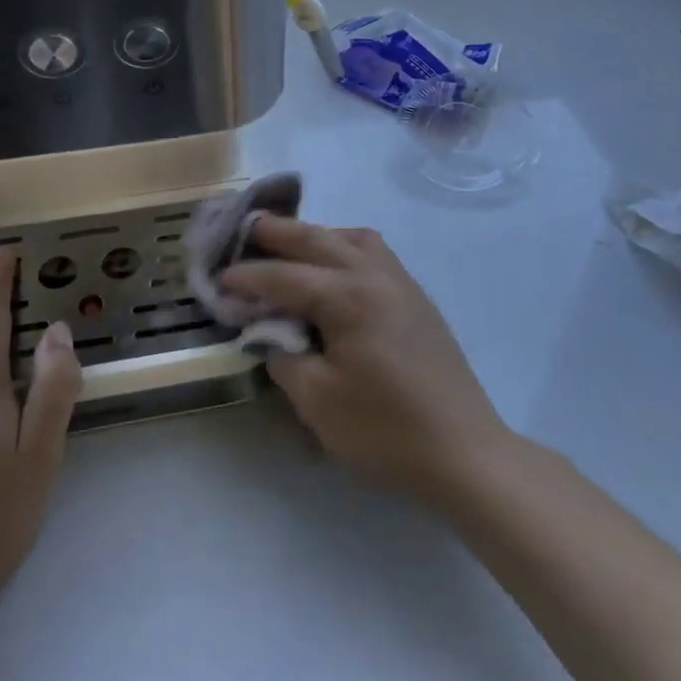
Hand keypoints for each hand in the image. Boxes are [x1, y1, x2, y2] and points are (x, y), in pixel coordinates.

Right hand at [220, 218, 511, 501]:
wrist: (463, 451)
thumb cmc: (385, 430)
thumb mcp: (318, 401)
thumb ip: (283, 357)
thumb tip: (268, 333)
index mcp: (349, 296)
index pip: (284, 276)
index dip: (247, 278)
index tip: (217, 280)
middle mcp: (376, 275)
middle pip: (319, 239)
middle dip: (278, 232)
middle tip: (245, 229)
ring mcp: (402, 283)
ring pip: (353, 238)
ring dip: (318, 235)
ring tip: (291, 247)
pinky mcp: (416, 299)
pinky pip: (375, 254)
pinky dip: (346, 248)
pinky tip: (335, 271)